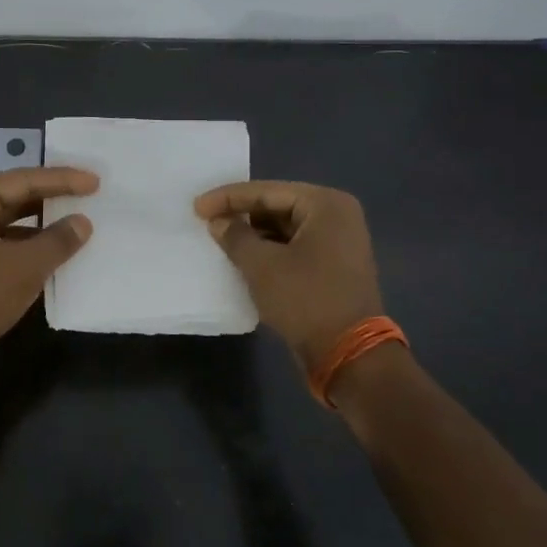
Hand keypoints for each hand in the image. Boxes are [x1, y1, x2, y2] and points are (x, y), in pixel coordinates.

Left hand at [0, 166, 98, 366]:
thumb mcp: (24, 267)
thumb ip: (58, 241)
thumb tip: (82, 222)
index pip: (23, 179)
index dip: (62, 180)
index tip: (95, 182)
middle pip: (12, 197)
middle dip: (51, 199)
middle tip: (88, 197)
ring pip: (5, 223)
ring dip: (39, 226)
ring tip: (75, 225)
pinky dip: (24, 248)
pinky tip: (50, 257)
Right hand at [195, 181, 385, 369]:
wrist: (350, 355)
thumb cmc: (306, 299)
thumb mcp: (262, 265)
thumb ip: (235, 236)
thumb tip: (218, 222)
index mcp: (326, 204)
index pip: (267, 192)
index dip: (228, 198)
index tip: (197, 206)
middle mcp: (338, 216)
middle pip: (278, 206)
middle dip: (242, 215)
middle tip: (207, 220)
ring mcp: (339, 243)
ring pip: (285, 228)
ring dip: (254, 234)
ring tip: (221, 240)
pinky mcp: (334, 267)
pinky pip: (295, 247)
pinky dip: (270, 251)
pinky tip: (244, 258)